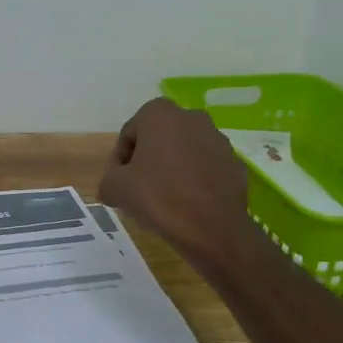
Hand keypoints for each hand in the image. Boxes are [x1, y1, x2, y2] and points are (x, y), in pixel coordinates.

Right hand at [98, 99, 256, 266]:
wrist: (213, 228)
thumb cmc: (159, 198)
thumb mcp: (115, 188)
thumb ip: (108, 179)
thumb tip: (113, 186)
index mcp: (159, 114)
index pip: (129, 134)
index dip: (120, 160)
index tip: (120, 183)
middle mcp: (191, 117)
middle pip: (157, 138)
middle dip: (147, 159)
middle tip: (139, 188)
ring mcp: (217, 138)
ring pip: (183, 150)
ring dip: (171, 167)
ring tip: (164, 197)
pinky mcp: (234, 161)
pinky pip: (204, 166)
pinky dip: (194, 178)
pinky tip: (187, 202)